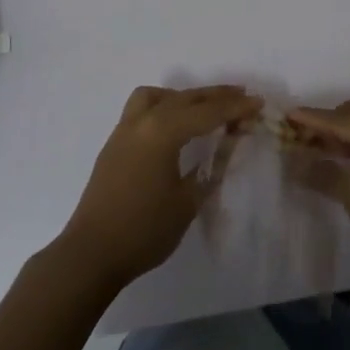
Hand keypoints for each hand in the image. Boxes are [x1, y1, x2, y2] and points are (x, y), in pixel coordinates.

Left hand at [58, 85, 259, 289]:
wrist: (91, 254)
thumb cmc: (144, 230)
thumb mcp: (187, 201)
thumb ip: (212, 167)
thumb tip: (230, 144)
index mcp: (162, 132)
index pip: (207, 112)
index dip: (235, 108)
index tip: (259, 104)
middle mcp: (142, 122)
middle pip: (184, 98)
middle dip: (215, 96)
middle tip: (243, 97)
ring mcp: (124, 131)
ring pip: (157, 97)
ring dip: (183, 97)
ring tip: (204, 108)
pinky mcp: (114, 144)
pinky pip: (142, 110)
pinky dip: (164, 107)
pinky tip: (175, 126)